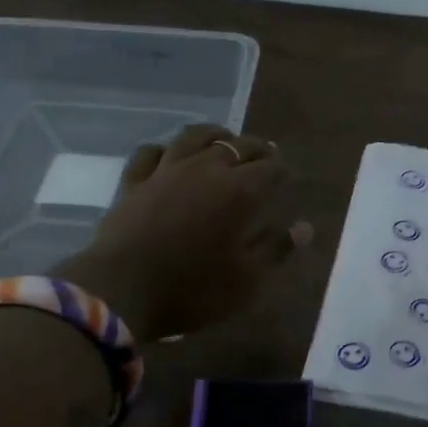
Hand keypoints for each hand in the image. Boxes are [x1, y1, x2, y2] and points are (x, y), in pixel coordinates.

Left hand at [55, 125, 311, 339]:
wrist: (121, 290)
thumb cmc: (192, 290)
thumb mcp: (246, 281)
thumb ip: (276, 250)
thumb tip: (306, 227)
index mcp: (239, 191)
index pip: (270, 168)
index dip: (282, 170)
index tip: (288, 177)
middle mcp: (205, 169)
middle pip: (237, 146)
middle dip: (256, 149)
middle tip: (265, 155)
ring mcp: (165, 171)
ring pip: (194, 137)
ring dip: (214, 136)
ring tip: (223, 141)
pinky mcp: (133, 181)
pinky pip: (151, 152)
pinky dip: (166, 150)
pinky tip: (169, 156)